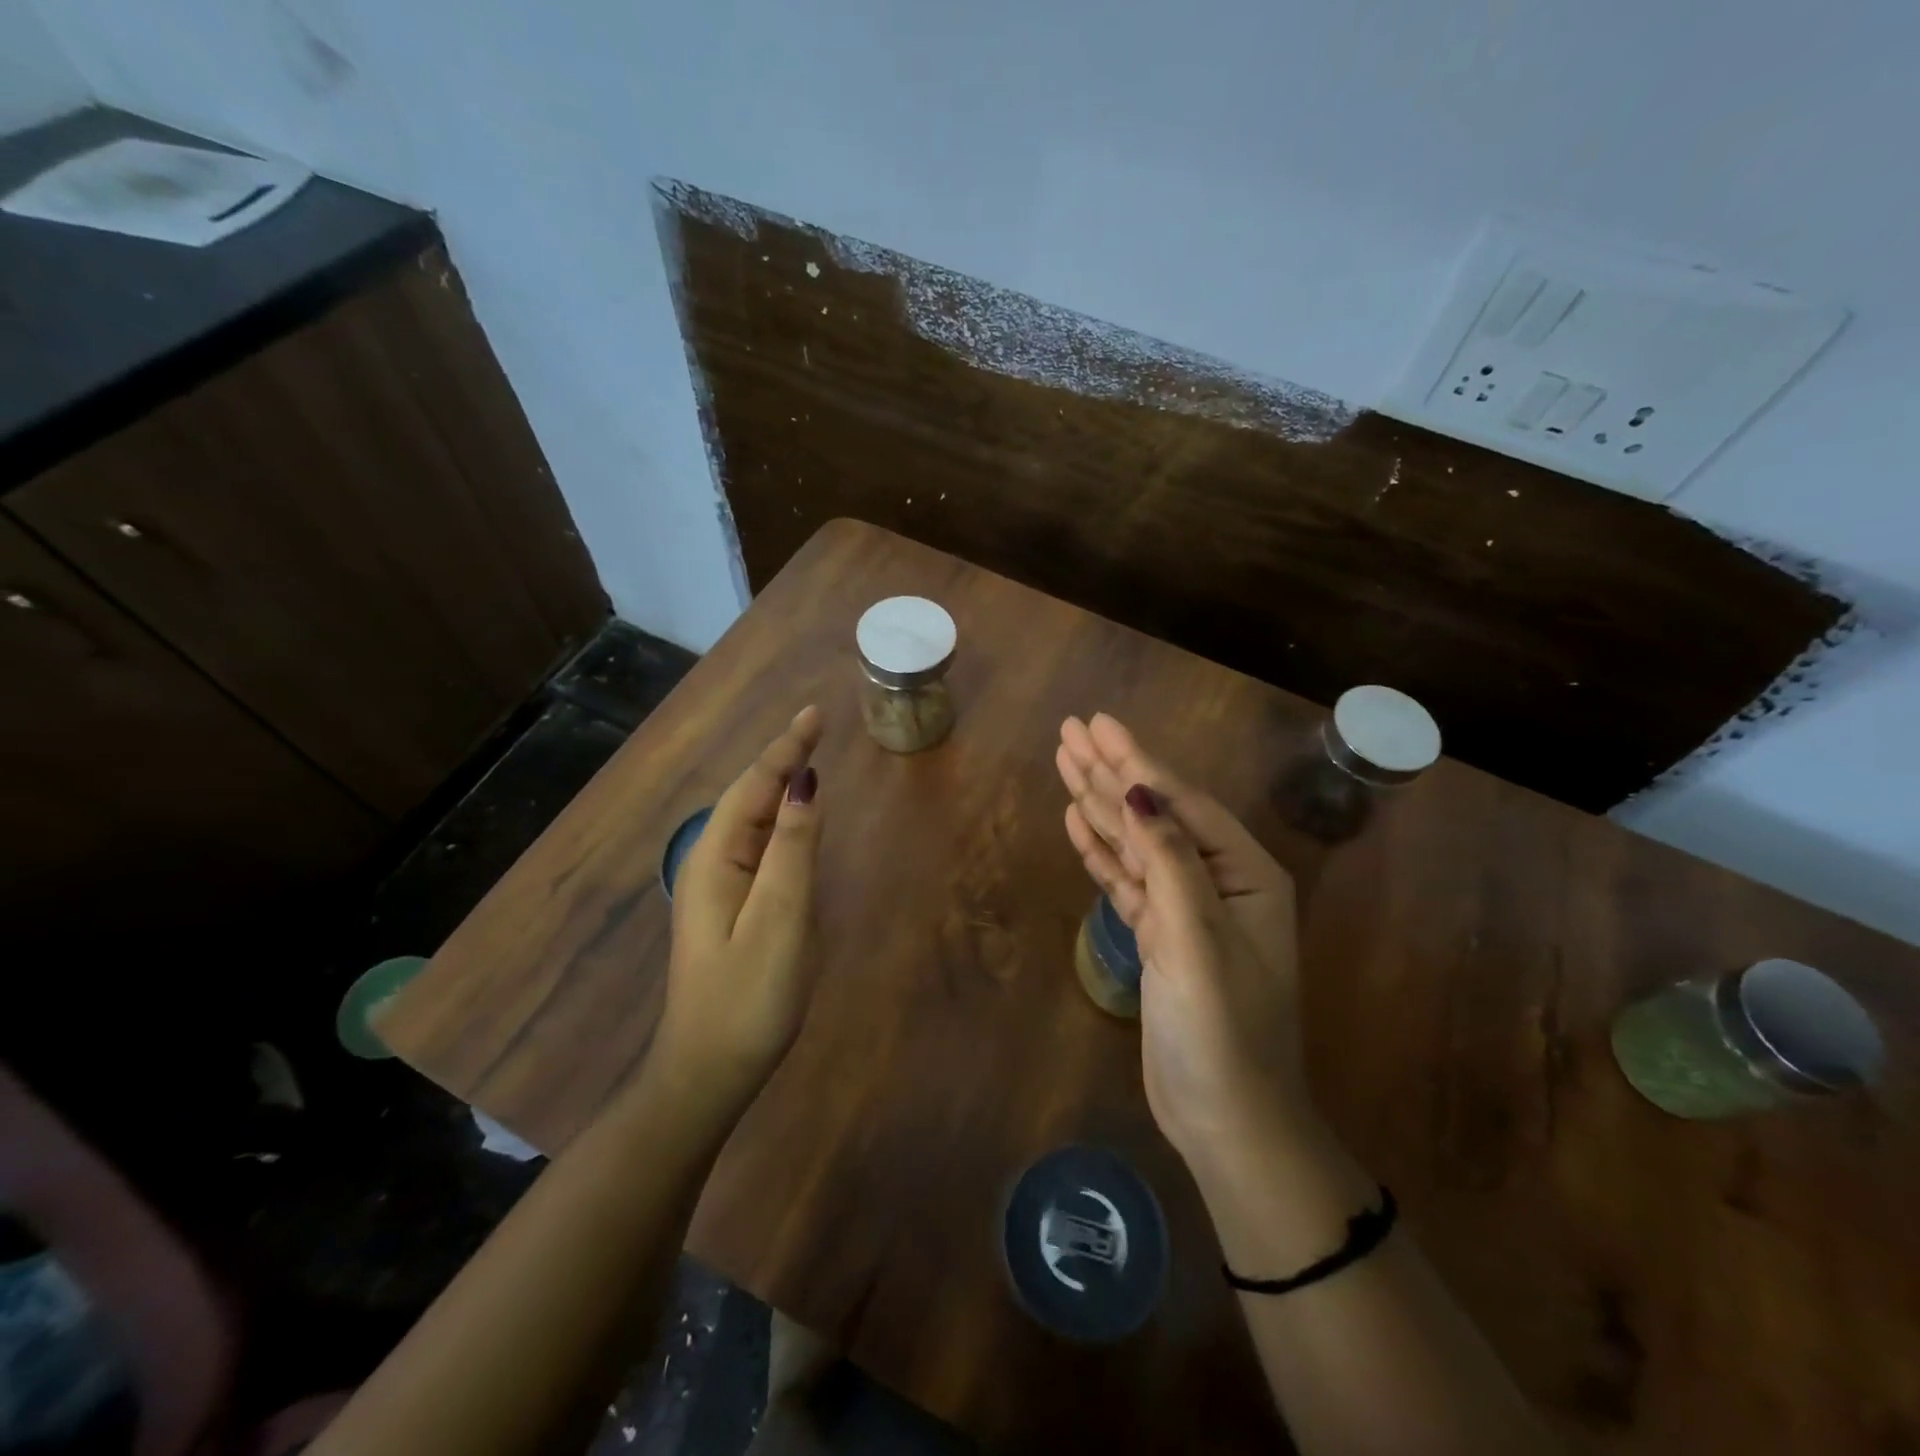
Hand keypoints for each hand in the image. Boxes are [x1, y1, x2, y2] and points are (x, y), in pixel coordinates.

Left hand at [658, 707, 824, 1107]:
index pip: (756, 786)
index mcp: (717, 858)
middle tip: (816, 727)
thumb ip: (794, 848)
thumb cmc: (749, 996)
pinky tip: (793, 819)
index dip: (787, 748)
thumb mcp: (781, 919)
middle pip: (750, 796)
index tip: (815, 713)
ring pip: (752, 820)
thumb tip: (806, 783)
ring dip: (780, 785)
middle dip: (782, 758)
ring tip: (808, 756)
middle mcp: (711, 863)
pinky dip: (780, 819)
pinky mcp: (731, 908)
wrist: (709, 1070)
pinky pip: (757, 846)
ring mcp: (718, 887)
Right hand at [1056, 714, 1310, 1169]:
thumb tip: (1139, 791)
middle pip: (1155, 812)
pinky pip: (1127, 879)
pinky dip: (1102, 851)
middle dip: (1112, 771)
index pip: (1180, 802)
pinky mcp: (1160, 936)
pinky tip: (1078, 821)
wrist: (1228, 1121)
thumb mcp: (1197, 940)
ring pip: (1136, 842)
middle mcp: (1217, 881)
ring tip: (1066, 763)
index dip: (1136, 760)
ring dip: (1101, 804)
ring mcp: (1186, 909)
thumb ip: (1170, 862)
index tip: (1098, 723)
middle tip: (1071, 731)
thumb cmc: (1222, 1031)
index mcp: (1244, 874)